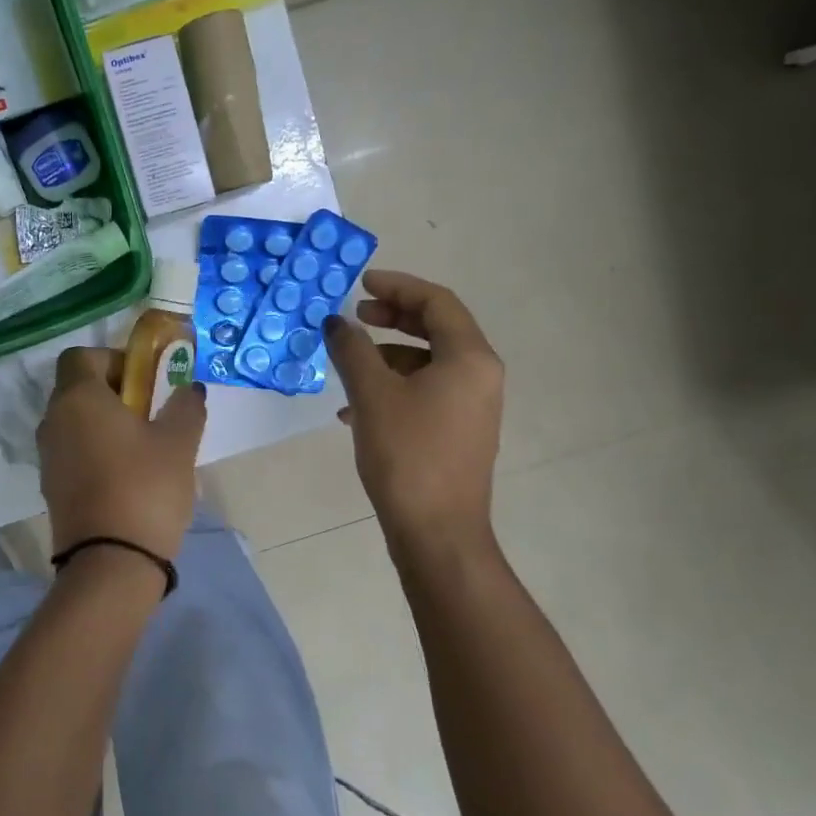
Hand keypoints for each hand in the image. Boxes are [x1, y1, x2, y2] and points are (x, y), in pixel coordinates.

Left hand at [38, 348, 207, 559]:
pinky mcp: (51, 488)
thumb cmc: (145, 488)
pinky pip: (73, 453)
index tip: (145, 382)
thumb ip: (185, 406)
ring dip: (105, 425)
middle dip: (114, 393)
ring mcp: (48, 457)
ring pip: (76, 423)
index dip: (113, 359)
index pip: (80, 356)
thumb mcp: (179, 442)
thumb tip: (189, 389)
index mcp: (78, 398)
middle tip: (152, 415)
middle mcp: (53, 421)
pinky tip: (128, 478)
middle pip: (78, 389)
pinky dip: (96, 452)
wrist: (111, 562)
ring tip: (145, 450)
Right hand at [325, 270, 504, 559]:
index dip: (397, 287)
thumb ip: (352, 350)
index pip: (437, 302)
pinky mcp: (458, 431)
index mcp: (469, 358)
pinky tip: (356, 410)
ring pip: (427, 362)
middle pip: (436, 328)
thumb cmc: (407, 455)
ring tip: (348, 366)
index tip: (361, 284)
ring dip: (387, 356)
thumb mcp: (372, 395)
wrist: (437, 532)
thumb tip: (336, 323)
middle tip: (356, 316)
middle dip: (393, 318)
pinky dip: (393, 387)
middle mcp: (479, 375)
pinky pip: (426, 392)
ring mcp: (472, 406)